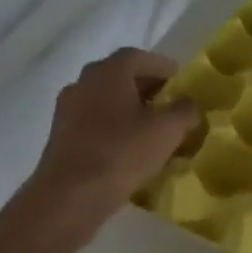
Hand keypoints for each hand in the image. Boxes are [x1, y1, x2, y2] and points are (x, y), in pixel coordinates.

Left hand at [25, 48, 202, 234]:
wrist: (70, 195)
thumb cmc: (121, 153)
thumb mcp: (167, 131)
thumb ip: (185, 111)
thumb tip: (190, 105)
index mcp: (108, 72)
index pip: (139, 57)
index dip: (163, 67)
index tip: (180, 81)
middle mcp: (83, 83)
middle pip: (120, 77)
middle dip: (147, 89)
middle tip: (170, 105)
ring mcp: (68, 110)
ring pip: (106, 102)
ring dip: (130, 110)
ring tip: (153, 130)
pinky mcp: (61, 137)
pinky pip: (94, 124)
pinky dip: (114, 129)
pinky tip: (129, 150)